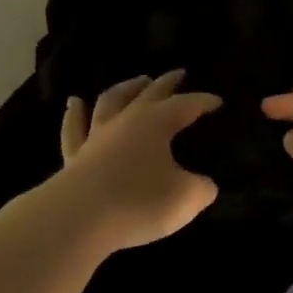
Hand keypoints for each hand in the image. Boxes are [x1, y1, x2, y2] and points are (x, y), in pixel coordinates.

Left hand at [59, 71, 221, 252]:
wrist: (79, 219)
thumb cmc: (140, 202)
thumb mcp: (187, 198)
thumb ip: (201, 188)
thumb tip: (204, 184)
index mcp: (157, 123)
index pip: (187, 105)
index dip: (204, 102)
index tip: (218, 102)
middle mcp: (126, 121)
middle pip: (149, 93)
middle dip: (167, 83)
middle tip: (179, 73)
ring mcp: (96, 136)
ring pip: (111, 102)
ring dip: (126, 88)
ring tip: (136, 80)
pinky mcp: (74, 157)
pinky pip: (74, 129)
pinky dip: (75, 114)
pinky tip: (75, 103)